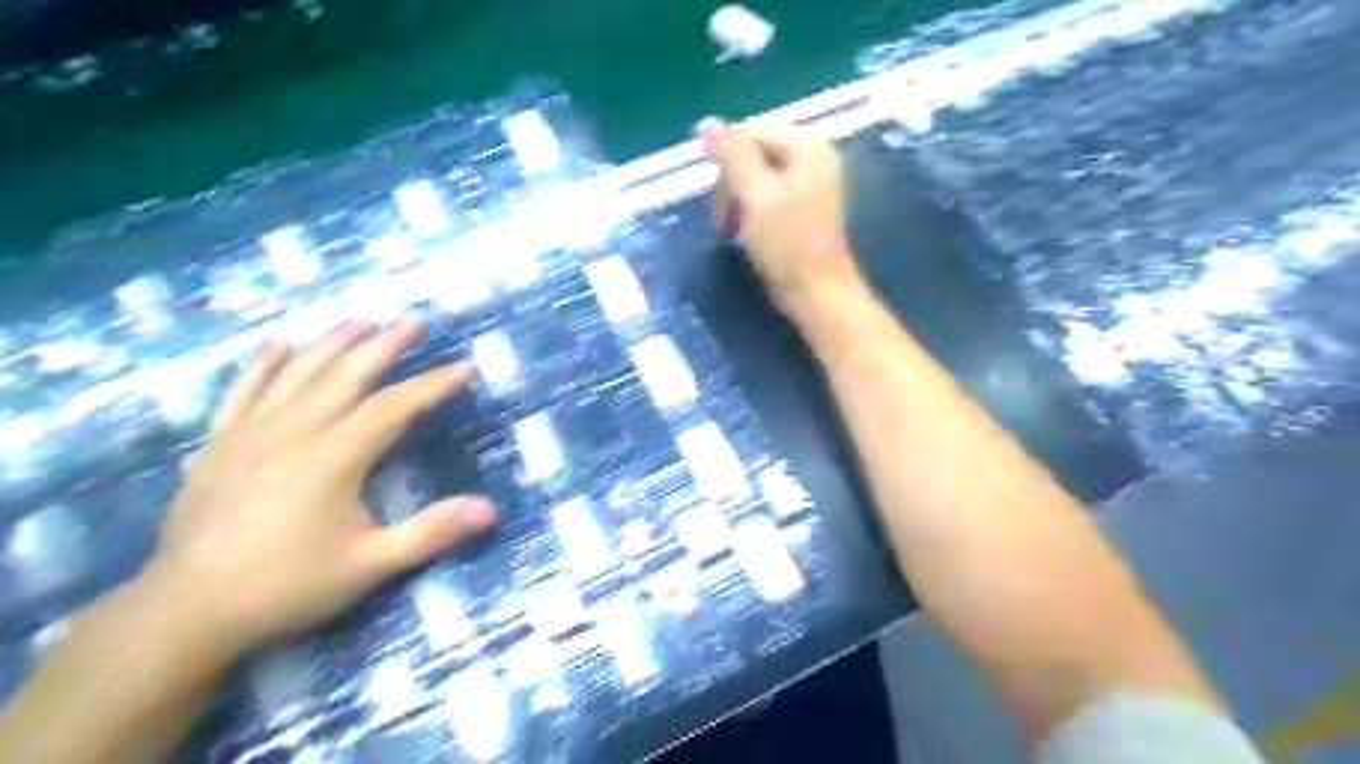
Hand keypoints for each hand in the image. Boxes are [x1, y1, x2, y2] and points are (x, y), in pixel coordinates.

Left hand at [137, 319, 497, 658]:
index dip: (432, 385)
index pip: (394, 406)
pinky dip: (263, 364)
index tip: (463, 368)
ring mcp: (250, 433)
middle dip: (385, 345)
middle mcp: (293, 431)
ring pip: (298, 373)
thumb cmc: (287, 585)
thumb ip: (431, 532)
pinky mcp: (219, 444)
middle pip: (347, 375)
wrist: (184, 611)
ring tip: (360, 319)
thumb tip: (490, 509)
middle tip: (414, 320)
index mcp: (334, 457)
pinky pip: (243, 390)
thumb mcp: (370, 565)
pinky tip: (278, 343)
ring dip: (332, 343)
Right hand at [702, 116, 859, 312]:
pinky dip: (753, 212)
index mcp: (807, 146)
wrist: (817, 293)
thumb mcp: (755, 195)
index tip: (721, 205)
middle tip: (725, 223)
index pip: (750, 133)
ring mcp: (812, 183)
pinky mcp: (805, 208)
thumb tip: (705, 122)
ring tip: (734, 231)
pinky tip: (749, 234)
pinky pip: (769, 196)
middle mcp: (813, 157)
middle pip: (754, 153)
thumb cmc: (787, 244)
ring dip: (739, 201)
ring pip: (758, 177)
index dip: (728, 165)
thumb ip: (732, 156)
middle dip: (733, 185)